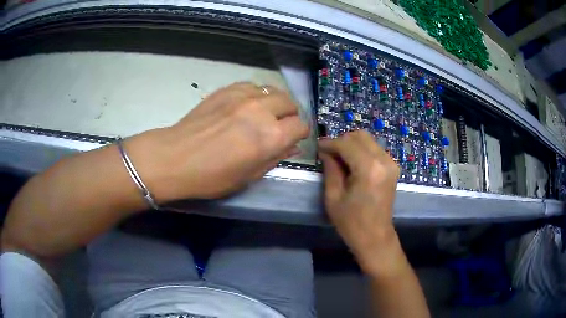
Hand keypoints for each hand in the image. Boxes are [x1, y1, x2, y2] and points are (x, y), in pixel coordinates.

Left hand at [127, 82, 308, 200]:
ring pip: (272, 90)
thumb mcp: (249, 176)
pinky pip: (251, 85)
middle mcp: (261, 111)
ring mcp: (243, 96)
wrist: (175, 158)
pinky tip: (245, 105)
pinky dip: (255, 94)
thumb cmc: (212, 177)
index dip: (299, 134)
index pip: (301, 126)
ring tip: (263, 113)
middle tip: (279, 126)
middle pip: (290, 102)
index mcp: (270, 137)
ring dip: (274, 102)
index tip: (291, 139)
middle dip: (289, 115)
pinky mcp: (226, 90)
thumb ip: (275, 158)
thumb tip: (291, 146)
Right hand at [318, 130, 400, 273]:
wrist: (375, 237)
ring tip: (339, 158)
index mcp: (368, 169)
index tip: (318, 146)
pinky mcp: (393, 167)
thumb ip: (330, 169)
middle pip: (360, 136)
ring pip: (368, 140)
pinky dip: (362, 150)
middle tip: (329, 153)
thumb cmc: (351, 222)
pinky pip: (375, 149)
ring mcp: (391, 163)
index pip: (346, 144)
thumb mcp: (333, 197)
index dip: (330, 143)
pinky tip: (353, 163)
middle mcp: (383, 160)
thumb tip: (325, 152)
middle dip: (342, 141)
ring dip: (352, 144)